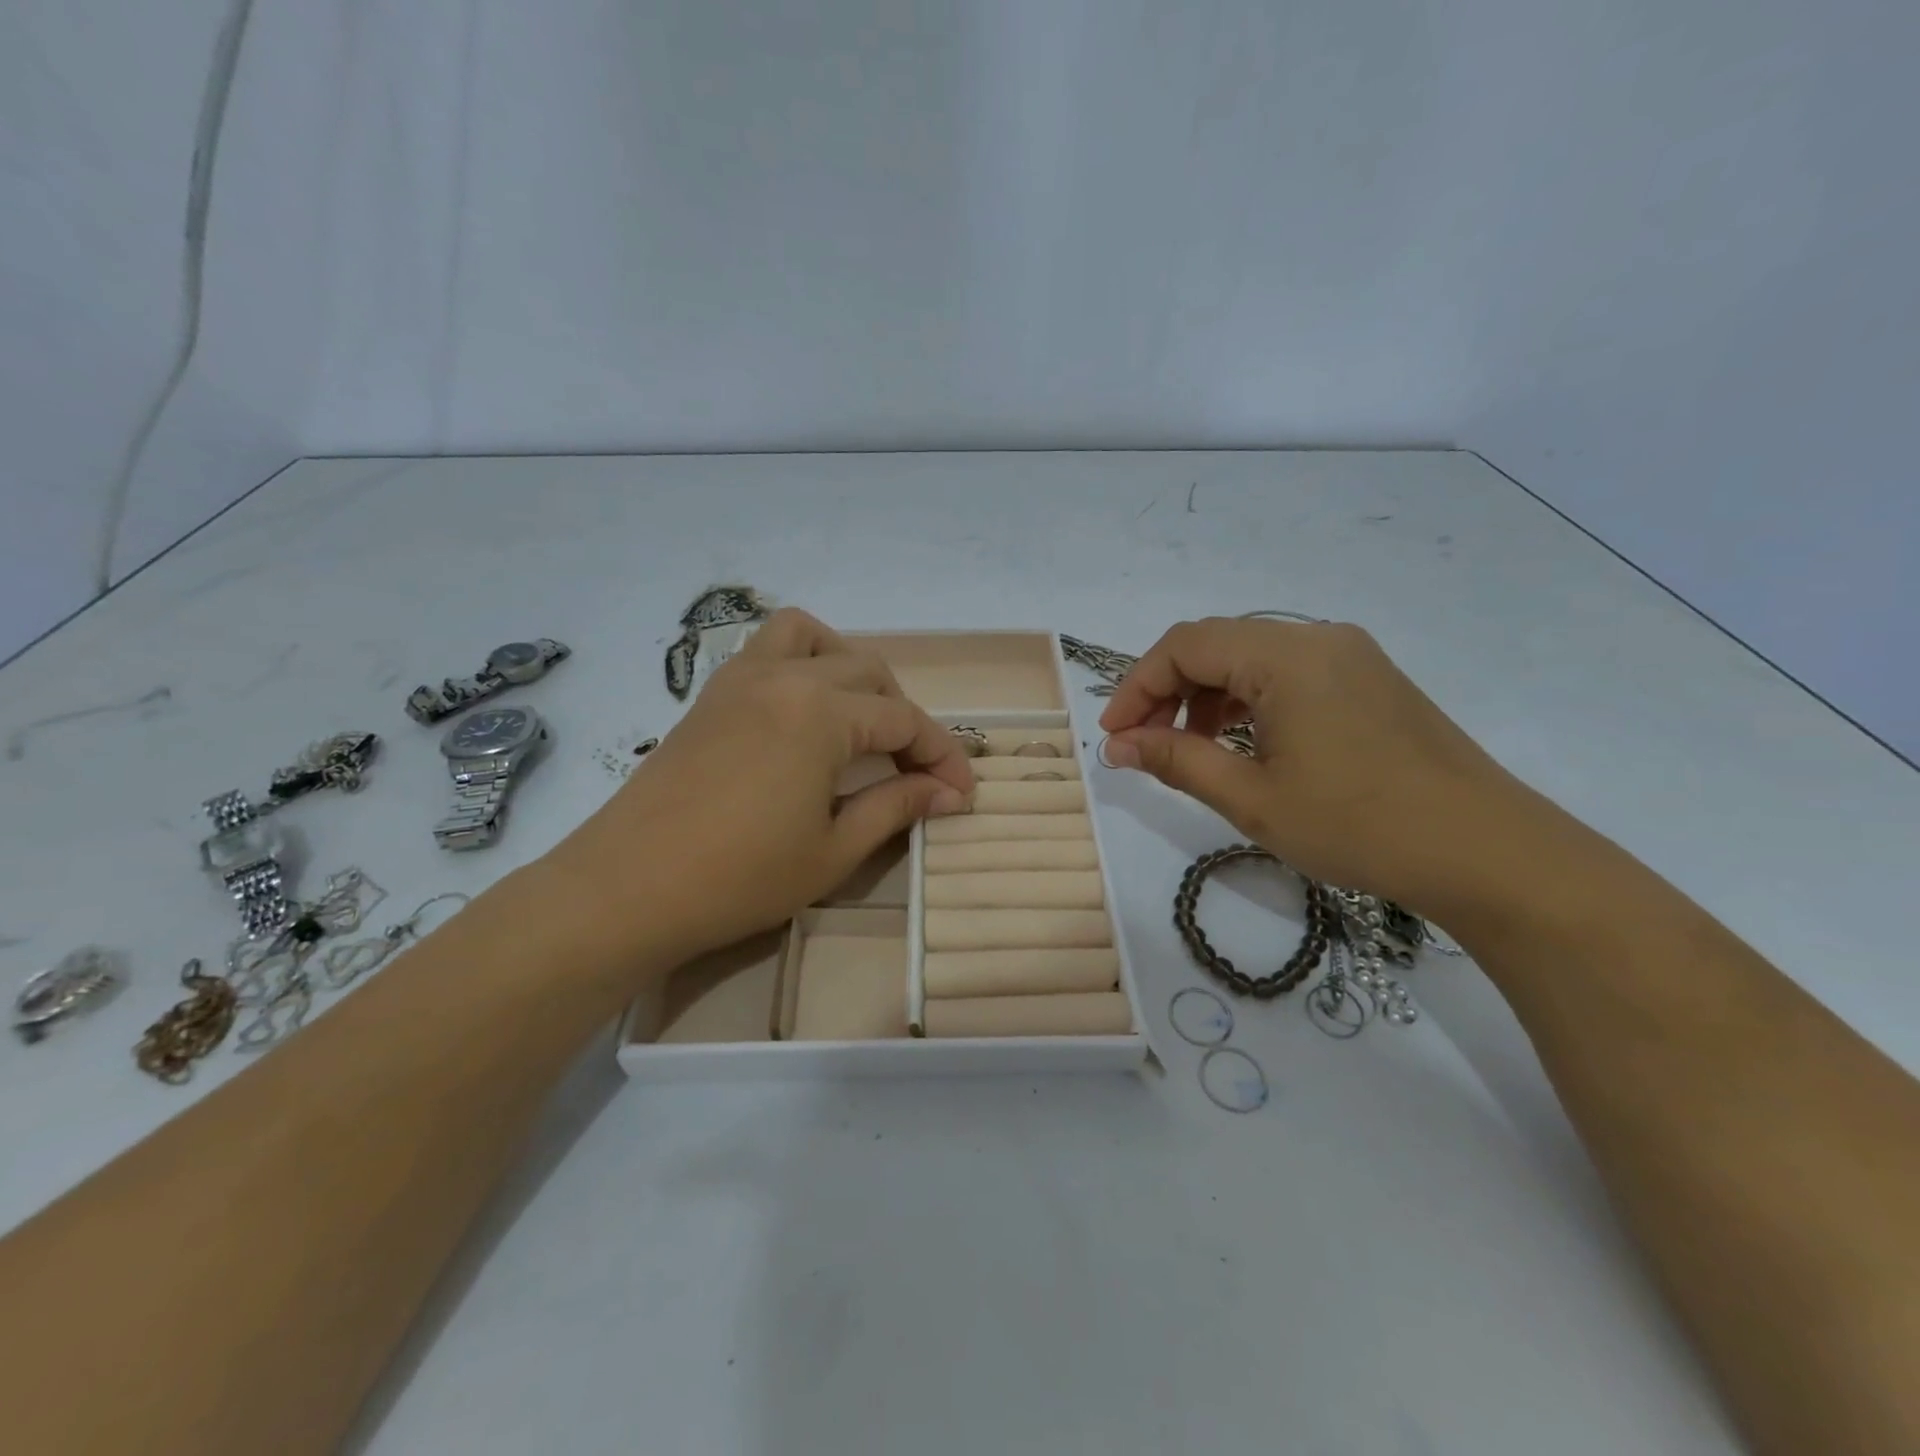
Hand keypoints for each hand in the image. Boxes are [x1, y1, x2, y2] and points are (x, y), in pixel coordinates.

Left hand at [544, 609, 974, 970]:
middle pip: (869, 673)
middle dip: (904, 718)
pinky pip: (767, 650)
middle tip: (913, 771)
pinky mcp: (710, 694)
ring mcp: (741, 679)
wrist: (627, 888)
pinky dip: (801, 664)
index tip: (962, 792)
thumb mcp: (833, 850)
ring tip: (859, 721)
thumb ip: (896, 807)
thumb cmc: (739, 878)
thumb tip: (948, 792)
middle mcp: (785, 678)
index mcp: (821, 713)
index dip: (941, 755)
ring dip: (850, 670)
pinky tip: (804, 716)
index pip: (904, 720)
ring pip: (813, 639)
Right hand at [1099, 617, 1542, 916]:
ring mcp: (1350, 656)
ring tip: (1192, 750)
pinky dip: (1249, 701)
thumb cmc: (1358, 824)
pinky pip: (1289, 673)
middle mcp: (1318, 638)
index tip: (1114, 735)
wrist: (1486, 851)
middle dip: (1169, 690)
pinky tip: (1244, 744)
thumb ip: (1176, 760)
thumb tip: (1117, 744)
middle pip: (1216, 644)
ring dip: (1207, 696)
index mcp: (1286, 656)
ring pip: (1251, 658)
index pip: (1184, 646)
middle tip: (1145, 744)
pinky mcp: (1370, 680)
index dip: (1137, 686)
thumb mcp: (1251, 797)